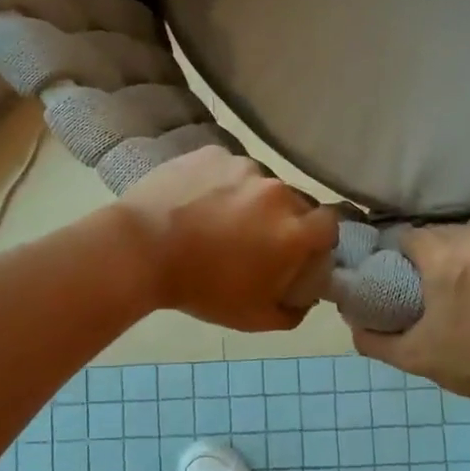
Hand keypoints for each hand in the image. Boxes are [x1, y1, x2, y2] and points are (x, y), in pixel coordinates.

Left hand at [118, 147, 338, 330]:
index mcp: (293, 230)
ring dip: (250, 199)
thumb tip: (304, 300)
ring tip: (218, 218)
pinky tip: (196, 201)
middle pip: (295, 203)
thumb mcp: (252, 318)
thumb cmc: (200, 288)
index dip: (318, 238)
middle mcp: (276, 191)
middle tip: (254, 239)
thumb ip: (292, 312)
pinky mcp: (212, 152)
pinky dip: (220, 183)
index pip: (330, 224)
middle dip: (283, 220)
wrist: (139, 250)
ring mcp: (243, 166)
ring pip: (260, 183)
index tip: (300, 250)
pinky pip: (227, 168)